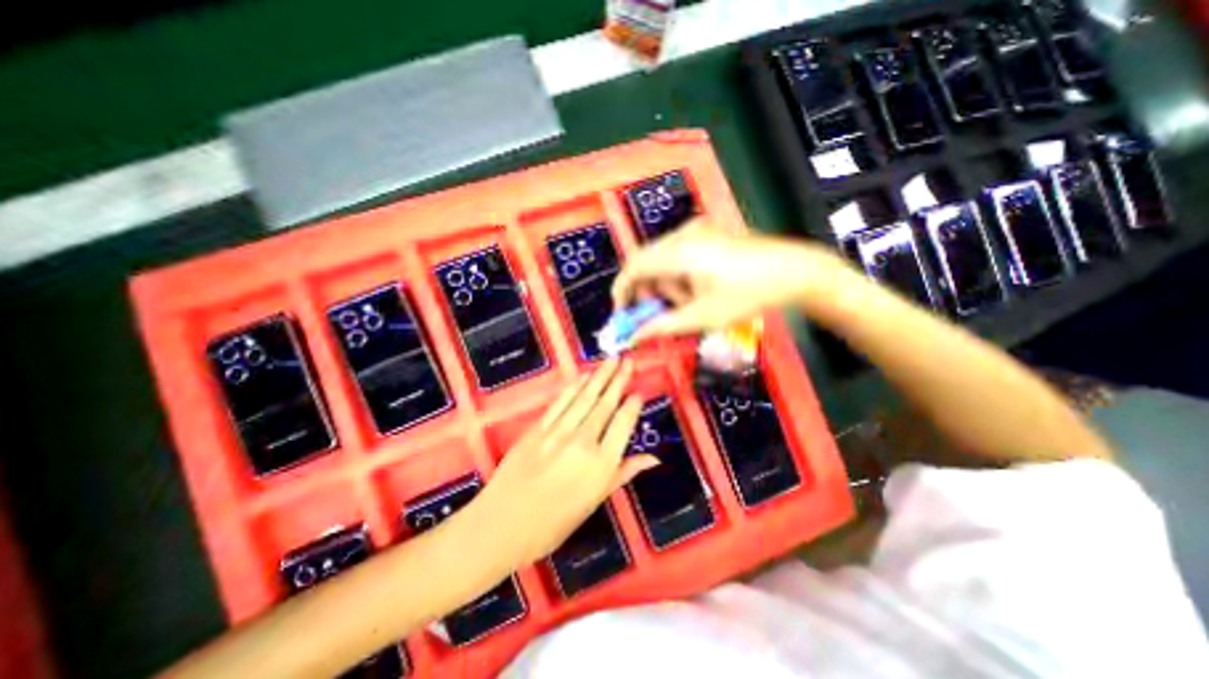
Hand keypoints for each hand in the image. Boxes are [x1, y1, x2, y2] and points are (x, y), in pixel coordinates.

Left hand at [471, 360, 659, 567]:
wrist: (502, 525)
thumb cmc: (553, 523)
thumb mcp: (594, 503)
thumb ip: (623, 474)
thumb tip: (653, 459)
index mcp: (601, 464)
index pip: (623, 424)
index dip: (632, 405)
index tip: (639, 391)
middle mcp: (583, 442)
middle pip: (605, 404)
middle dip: (618, 379)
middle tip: (627, 361)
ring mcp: (558, 432)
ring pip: (585, 397)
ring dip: (599, 376)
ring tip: (611, 360)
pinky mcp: (538, 428)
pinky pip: (561, 402)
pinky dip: (574, 387)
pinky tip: (584, 376)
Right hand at [610, 219, 853, 342]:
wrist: (795, 271)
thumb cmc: (748, 295)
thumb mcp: (702, 316)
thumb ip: (663, 325)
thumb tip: (634, 336)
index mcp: (680, 251)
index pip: (633, 266)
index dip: (622, 290)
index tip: (623, 314)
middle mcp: (684, 233)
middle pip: (647, 263)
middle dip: (649, 291)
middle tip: (661, 314)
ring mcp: (697, 229)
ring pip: (663, 260)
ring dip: (668, 285)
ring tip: (690, 303)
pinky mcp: (708, 232)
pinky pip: (679, 254)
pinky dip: (679, 275)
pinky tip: (698, 288)